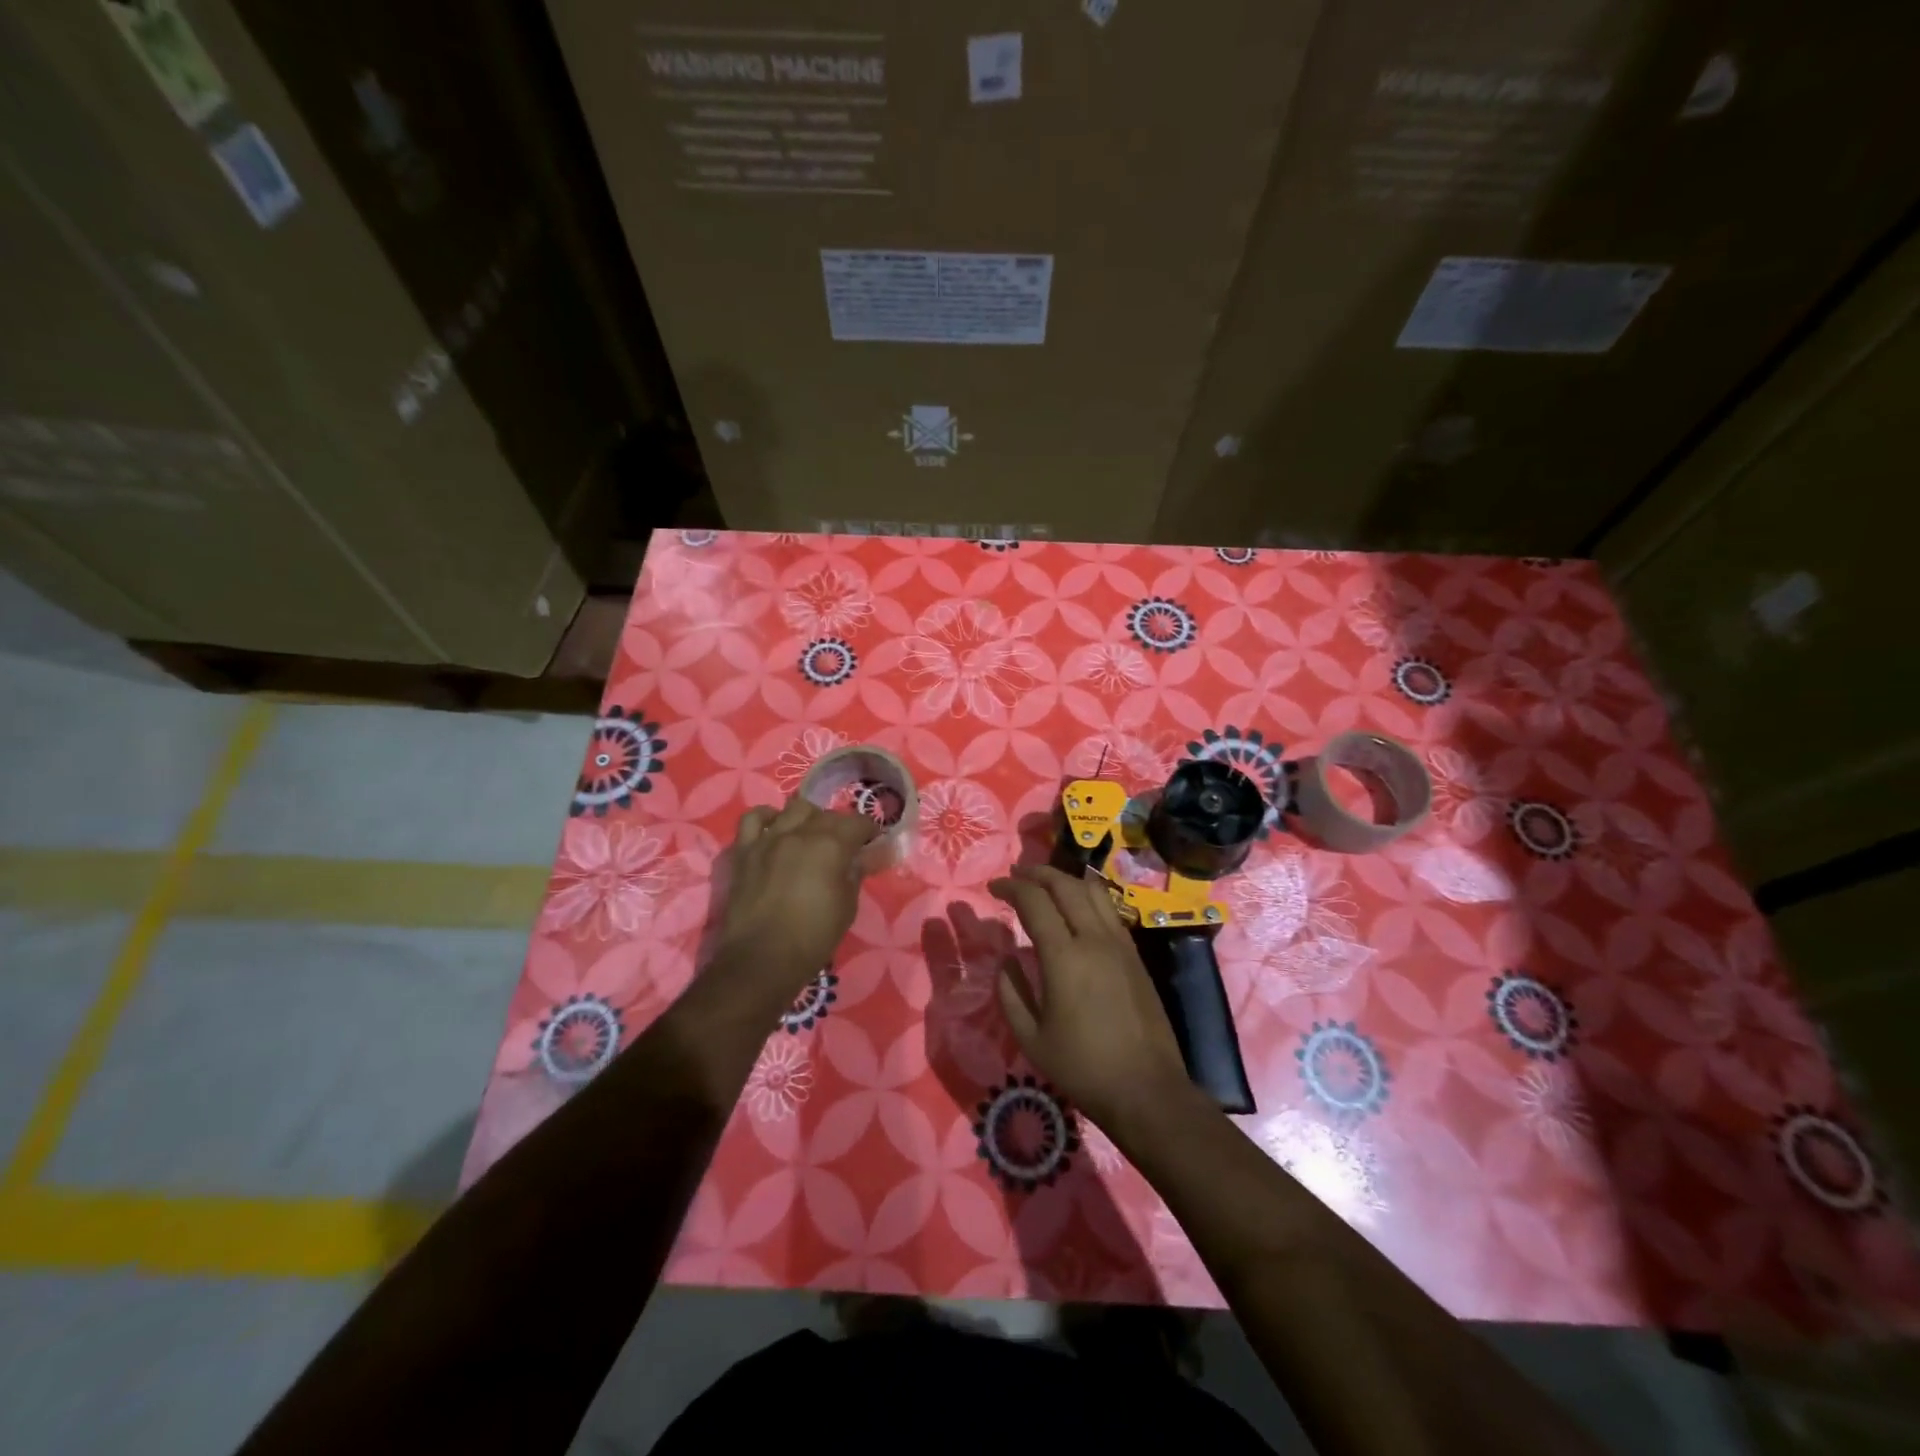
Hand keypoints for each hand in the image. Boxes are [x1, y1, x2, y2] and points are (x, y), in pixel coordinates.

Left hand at [717, 796, 877, 997]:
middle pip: (826, 814)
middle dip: (840, 825)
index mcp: (831, 846)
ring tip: (810, 834)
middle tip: (844, 845)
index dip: (869, 830)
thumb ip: (855, 874)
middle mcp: (800, 833)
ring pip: (793, 809)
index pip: (857, 822)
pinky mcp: (744, 851)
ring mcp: (769, 839)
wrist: (761, 959)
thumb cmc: (813, 937)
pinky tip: (775, 829)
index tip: (872, 841)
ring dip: (808, 818)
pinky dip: (767, 818)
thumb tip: (862, 858)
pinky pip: (753, 819)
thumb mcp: (847, 907)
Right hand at [987, 865, 1191, 1131]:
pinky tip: (1077, 907)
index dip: (1011, 887)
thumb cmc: (1083, 1068)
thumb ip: (1011, 993)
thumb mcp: (1031, 1038)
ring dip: (1065, 878)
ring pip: (1092, 891)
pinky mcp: (1135, 954)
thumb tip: (1006, 959)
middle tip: (1016, 875)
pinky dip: (1087, 895)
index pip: (1034, 901)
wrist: (1147, 1090)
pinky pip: (1109, 909)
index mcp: (1064, 957)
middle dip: (1037, 873)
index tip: (993, 888)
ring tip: (1045, 882)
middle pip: (1065, 885)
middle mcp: (1094, 938)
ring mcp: (1120, 943)